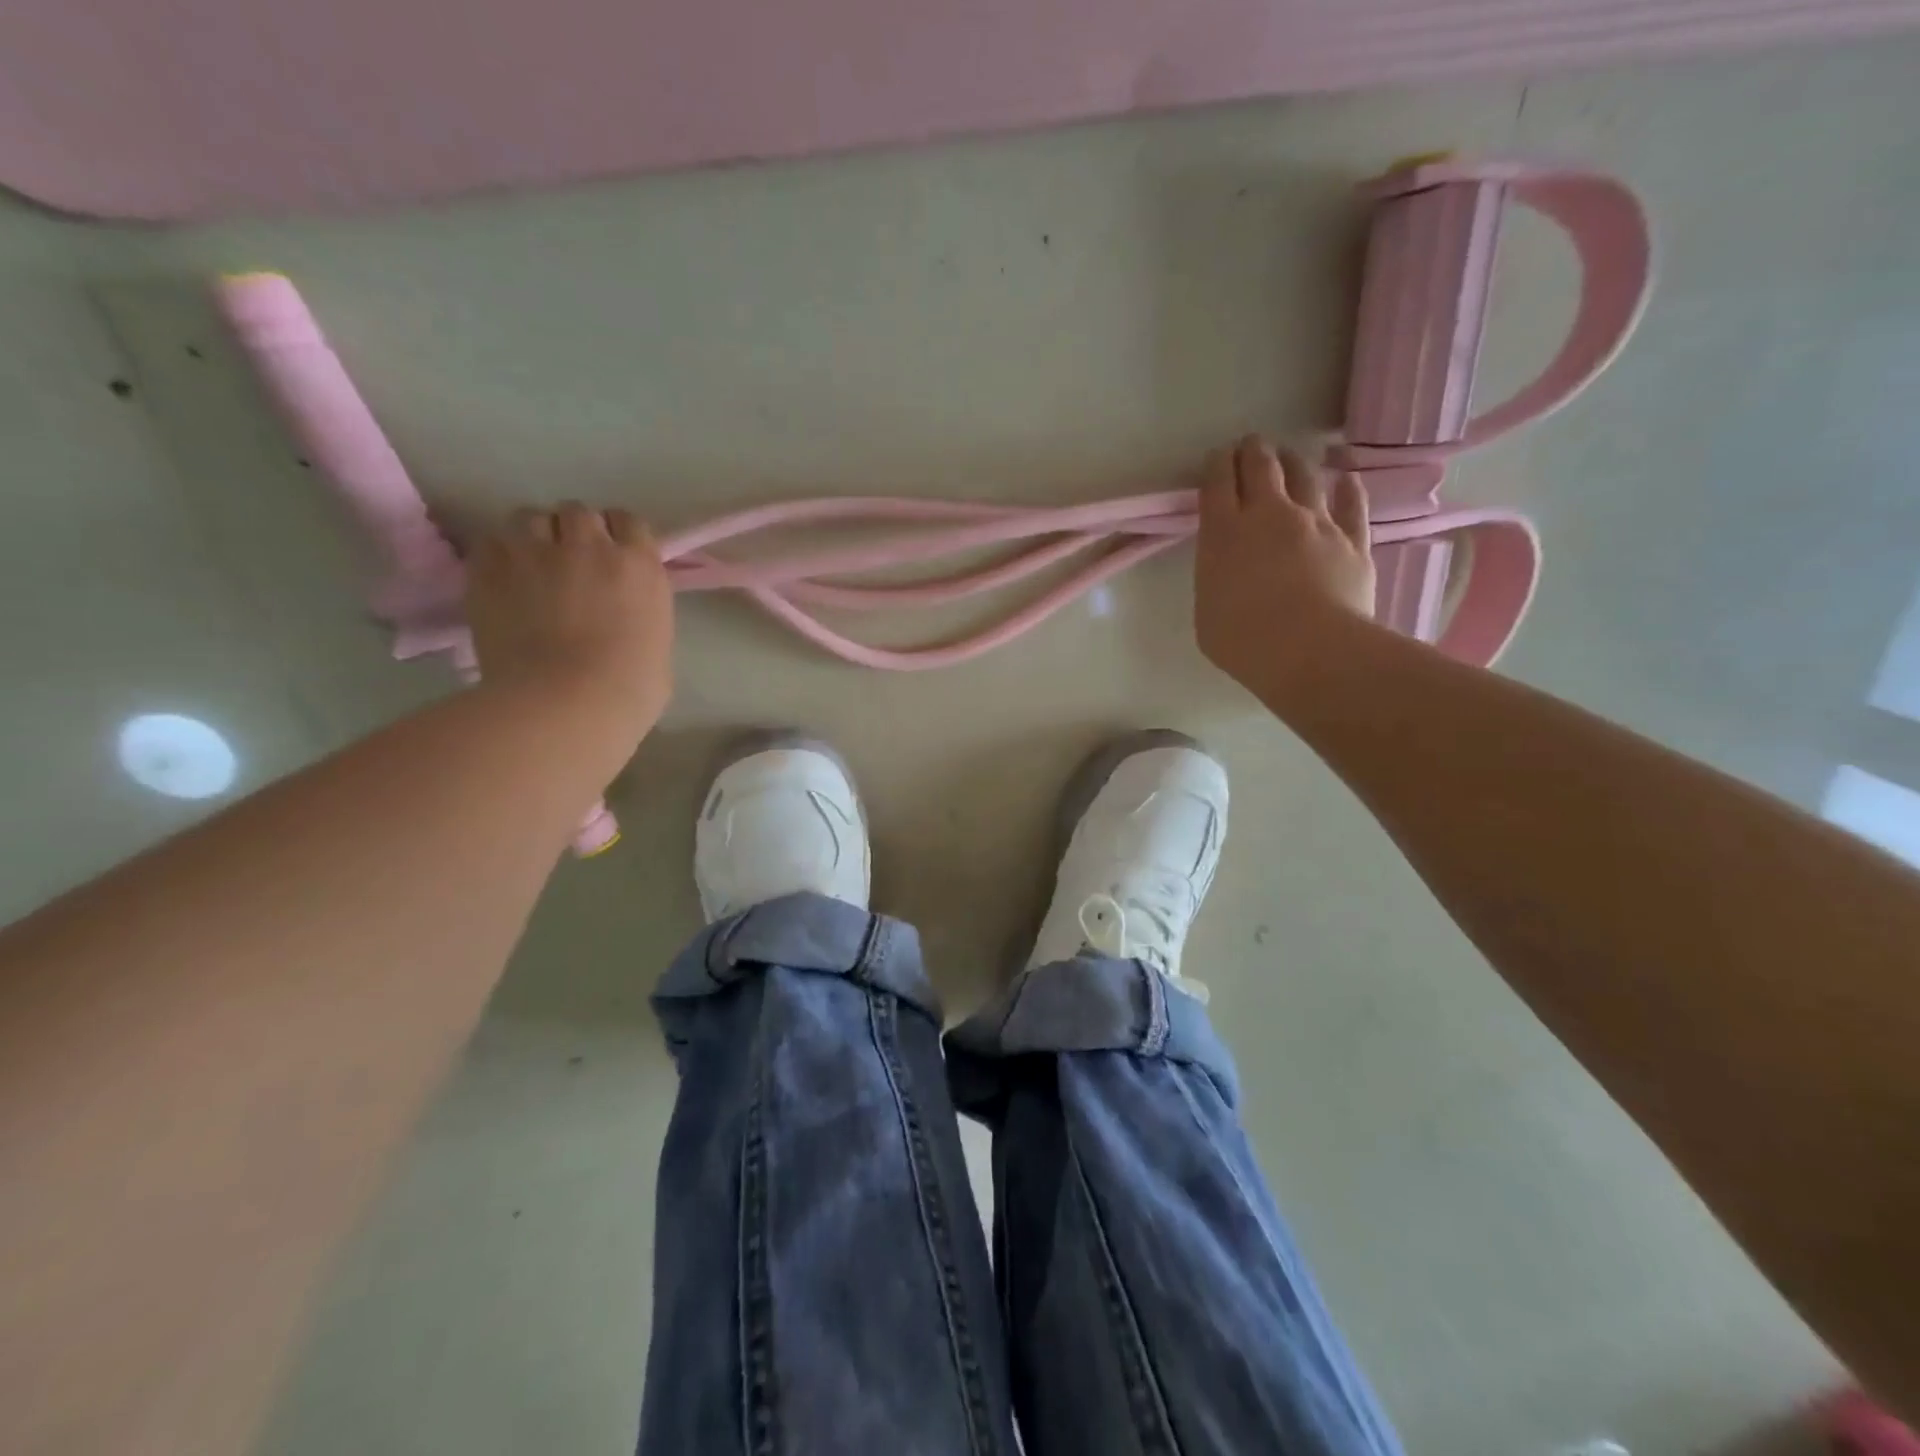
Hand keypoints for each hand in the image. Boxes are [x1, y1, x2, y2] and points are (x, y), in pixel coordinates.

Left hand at [466, 503, 674, 747]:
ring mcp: (537, 553)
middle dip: (574, 532)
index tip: (612, 554)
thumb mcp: (658, 649)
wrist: (566, 703)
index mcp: (640, 567)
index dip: (618, 535)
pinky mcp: (491, 570)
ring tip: (529, 565)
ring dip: (533, 536)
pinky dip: (497, 555)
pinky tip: (501, 580)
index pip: (629, 522)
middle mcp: (590, 547)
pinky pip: (491, 542)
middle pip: (578, 512)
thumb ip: (643, 617)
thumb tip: (627, 618)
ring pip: (530, 517)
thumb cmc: (628, 691)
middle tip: (569, 562)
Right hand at [1194, 435, 1374, 703]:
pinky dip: (1348, 489)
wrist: (1311, 651)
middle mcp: (1269, 515)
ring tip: (1289, 457)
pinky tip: (1347, 479)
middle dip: (1252, 451)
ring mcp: (1316, 523)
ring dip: (1293, 462)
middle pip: (1260, 467)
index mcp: (1224, 533)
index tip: (1217, 457)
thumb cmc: (1244, 640)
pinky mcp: (1352, 539)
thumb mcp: (1207, 610)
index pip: (1217, 483)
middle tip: (1250, 445)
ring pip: (1305, 476)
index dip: (1217, 465)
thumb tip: (1228, 568)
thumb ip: (1215, 578)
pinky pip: (1352, 504)